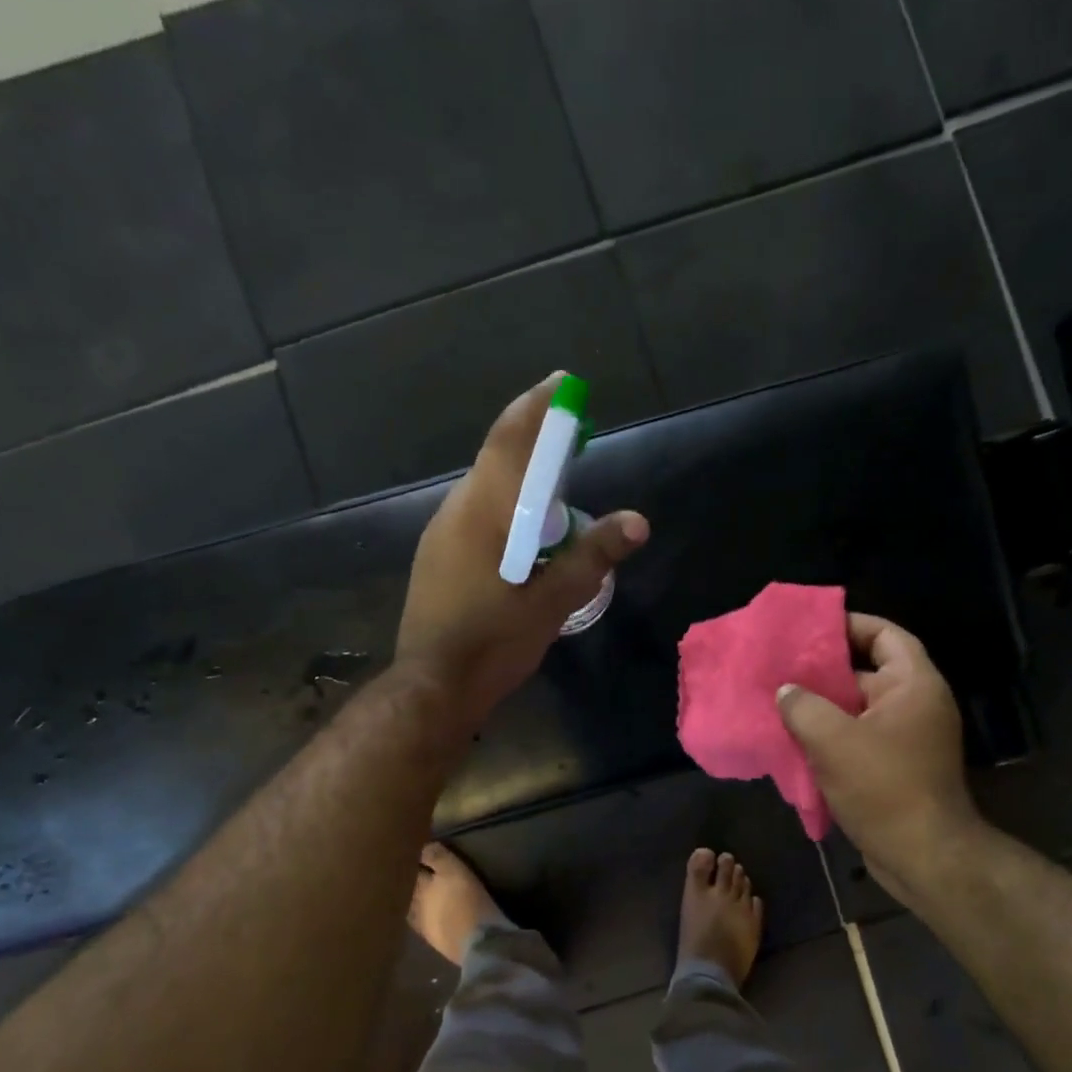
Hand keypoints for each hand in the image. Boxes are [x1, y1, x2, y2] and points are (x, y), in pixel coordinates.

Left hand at [397, 374, 648, 727]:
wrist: (433, 686)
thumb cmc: (494, 641)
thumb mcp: (552, 600)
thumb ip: (593, 556)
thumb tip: (637, 521)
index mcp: (483, 510)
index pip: (510, 439)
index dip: (538, 407)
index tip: (563, 385)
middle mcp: (455, 511)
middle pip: (498, 461)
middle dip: (536, 446)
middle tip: (574, 447)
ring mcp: (441, 535)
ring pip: (486, 493)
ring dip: (521, 485)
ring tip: (558, 502)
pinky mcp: (437, 560)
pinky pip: (476, 518)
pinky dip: (505, 513)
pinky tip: (525, 543)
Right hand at [777, 613, 989, 905]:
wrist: (923, 856)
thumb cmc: (884, 787)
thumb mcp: (833, 740)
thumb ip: (803, 706)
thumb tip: (786, 692)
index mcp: (913, 685)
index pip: (885, 635)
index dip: (849, 625)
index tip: (808, 630)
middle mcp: (915, 705)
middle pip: (866, 672)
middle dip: (823, 671)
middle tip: (780, 668)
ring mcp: (906, 739)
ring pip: (856, 710)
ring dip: (820, 708)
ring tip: (778, 703)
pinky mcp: (895, 768)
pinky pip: (857, 740)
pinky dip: (829, 737)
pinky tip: (793, 741)